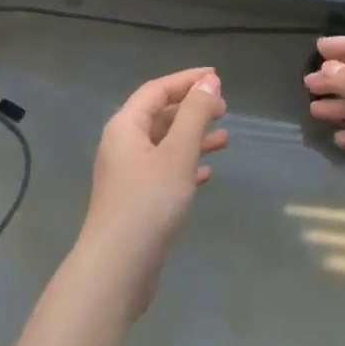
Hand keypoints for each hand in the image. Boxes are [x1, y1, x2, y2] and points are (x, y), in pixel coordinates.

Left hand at [81, 67, 228, 315]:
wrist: (118, 268)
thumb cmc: (149, 202)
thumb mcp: (178, 153)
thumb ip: (195, 115)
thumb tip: (209, 81)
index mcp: (126, 127)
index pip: (157, 90)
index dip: (187, 80)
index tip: (217, 77)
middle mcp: (122, 145)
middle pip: (160, 115)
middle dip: (193, 109)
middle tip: (225, 109)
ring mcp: (128, 175)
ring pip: (165, 145)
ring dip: (194, 138)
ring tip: (226, 139)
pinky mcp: (136, 201)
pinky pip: (164, 171)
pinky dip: (187, 166)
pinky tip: (208, 174)